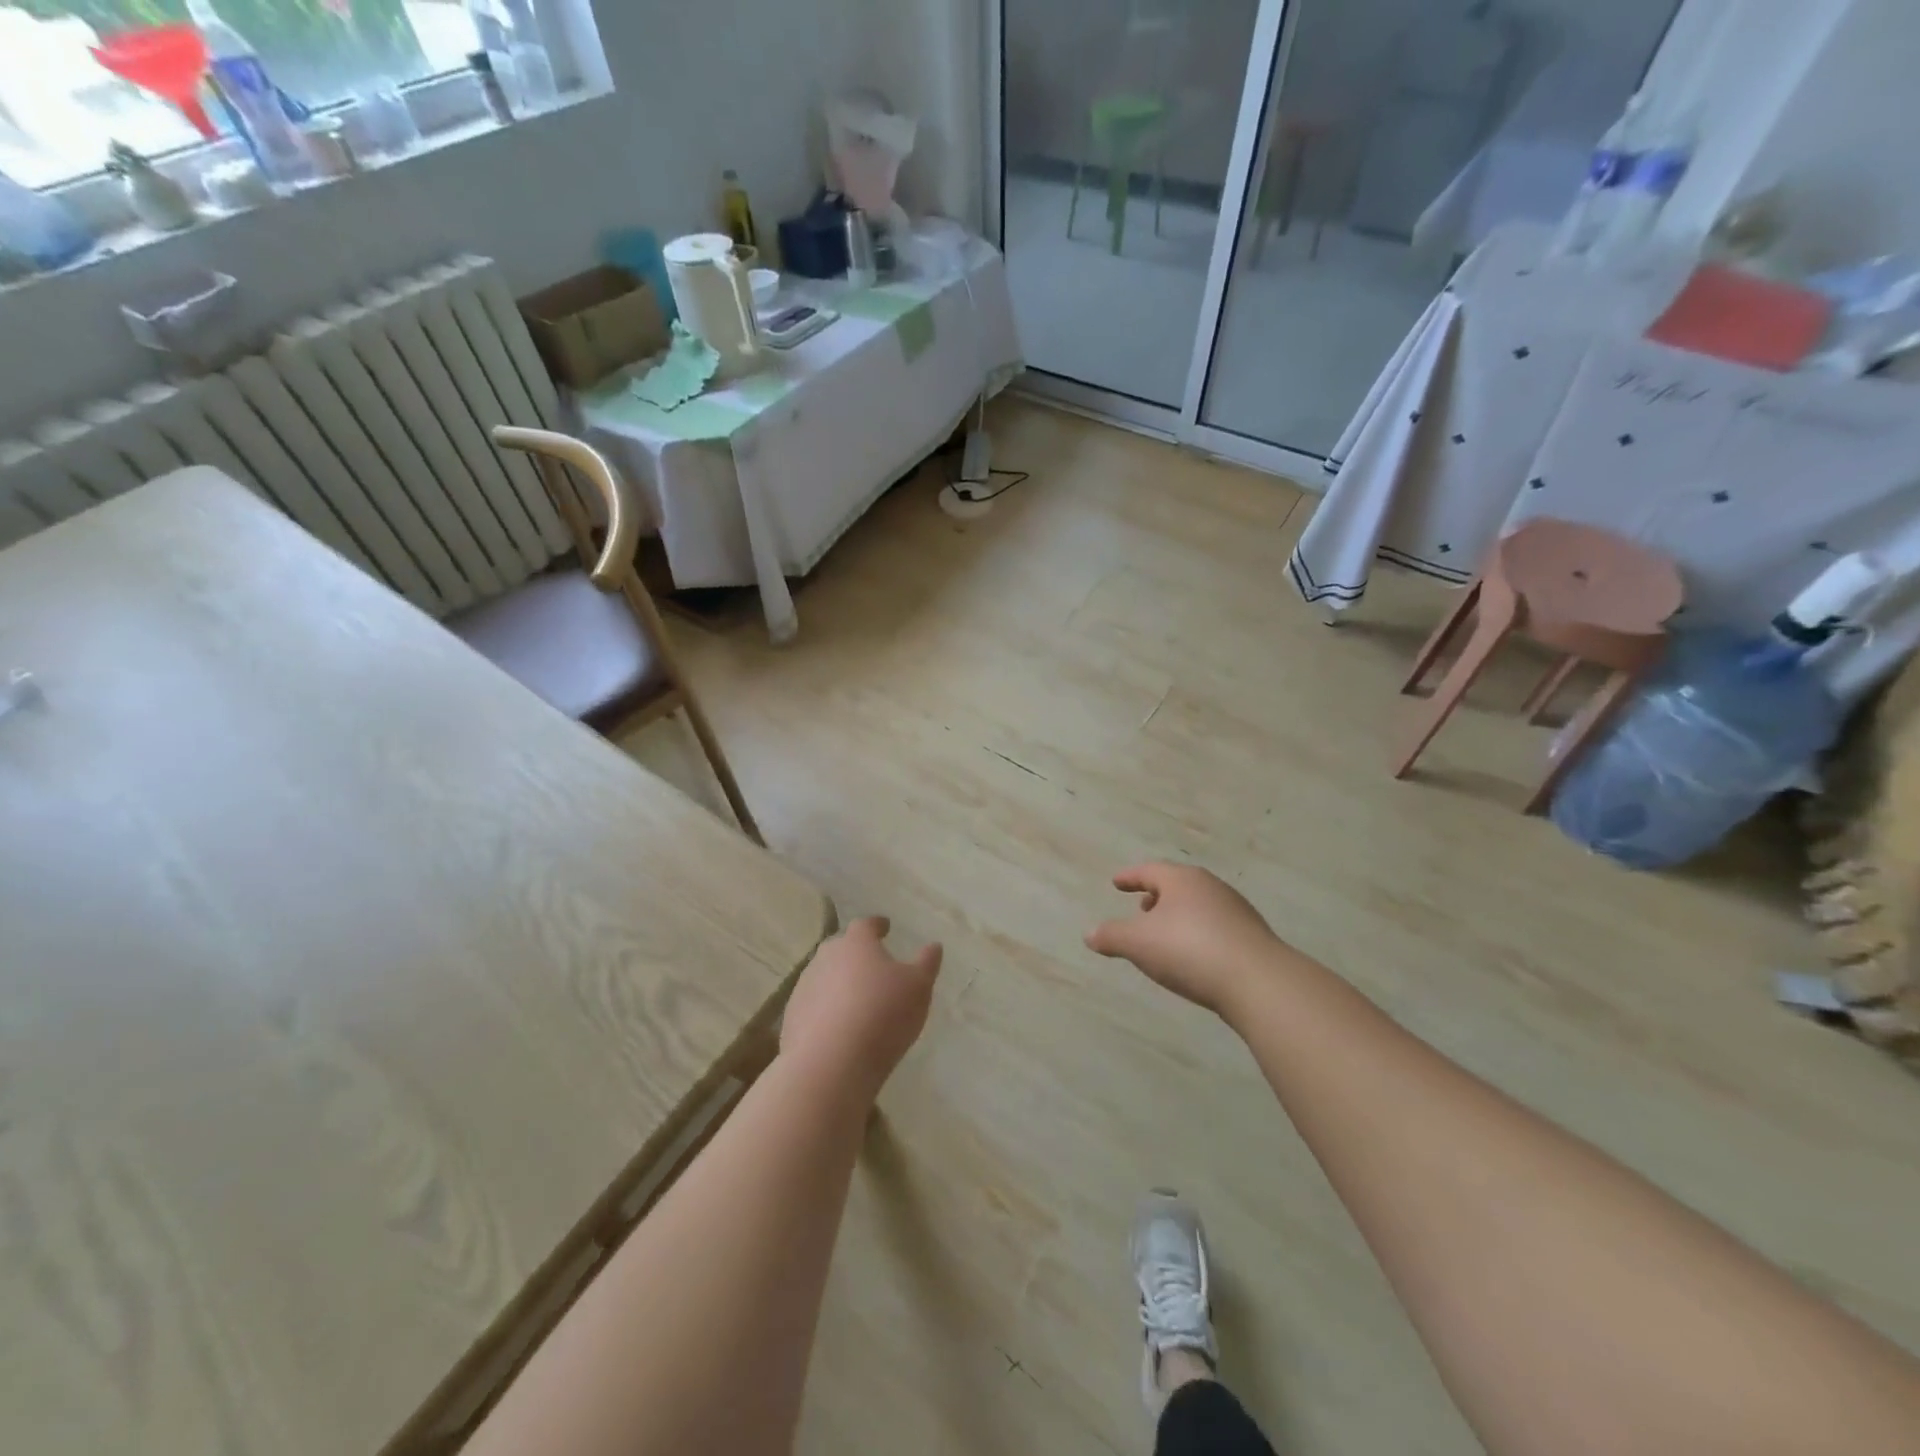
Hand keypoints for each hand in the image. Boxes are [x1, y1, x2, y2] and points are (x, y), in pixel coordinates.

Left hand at [781, 916, 941, 1102]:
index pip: (866, 925)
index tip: (885, 927)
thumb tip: (933, 946)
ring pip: (825, 977)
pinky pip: (814, 1006)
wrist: (831, 1064)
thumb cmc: (882, 1014)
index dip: (877, 925)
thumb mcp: (918, 987)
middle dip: (856, 954)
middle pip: (841, 949)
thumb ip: (926, 964)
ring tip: (857, 1001)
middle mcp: (826, 957)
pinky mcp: (792, 1018)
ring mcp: (804, 987)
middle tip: (873, 966)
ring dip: (840, 983)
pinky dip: (826, 1010)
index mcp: (856, 943)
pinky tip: (839, 1028)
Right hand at [1085, 863, 1284, 1020]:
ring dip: (1178, 916)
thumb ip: (1111, 936)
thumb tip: (1089, 934)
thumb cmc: (1189, 950)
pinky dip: (1198, 933)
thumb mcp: (1138, 944)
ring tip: (1164, 935)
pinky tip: (1193, 955)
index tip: (1116, 883)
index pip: (1149, 871)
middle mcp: (1210, 887)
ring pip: (1198, 906)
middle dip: (1156, 896)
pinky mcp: (1251, 936)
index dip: (1130, 877)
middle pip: (1177, 886)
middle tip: (1140, 908)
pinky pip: (1215, 927)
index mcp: (1181, 880)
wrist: (1258, 981)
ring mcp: (1235, 910)